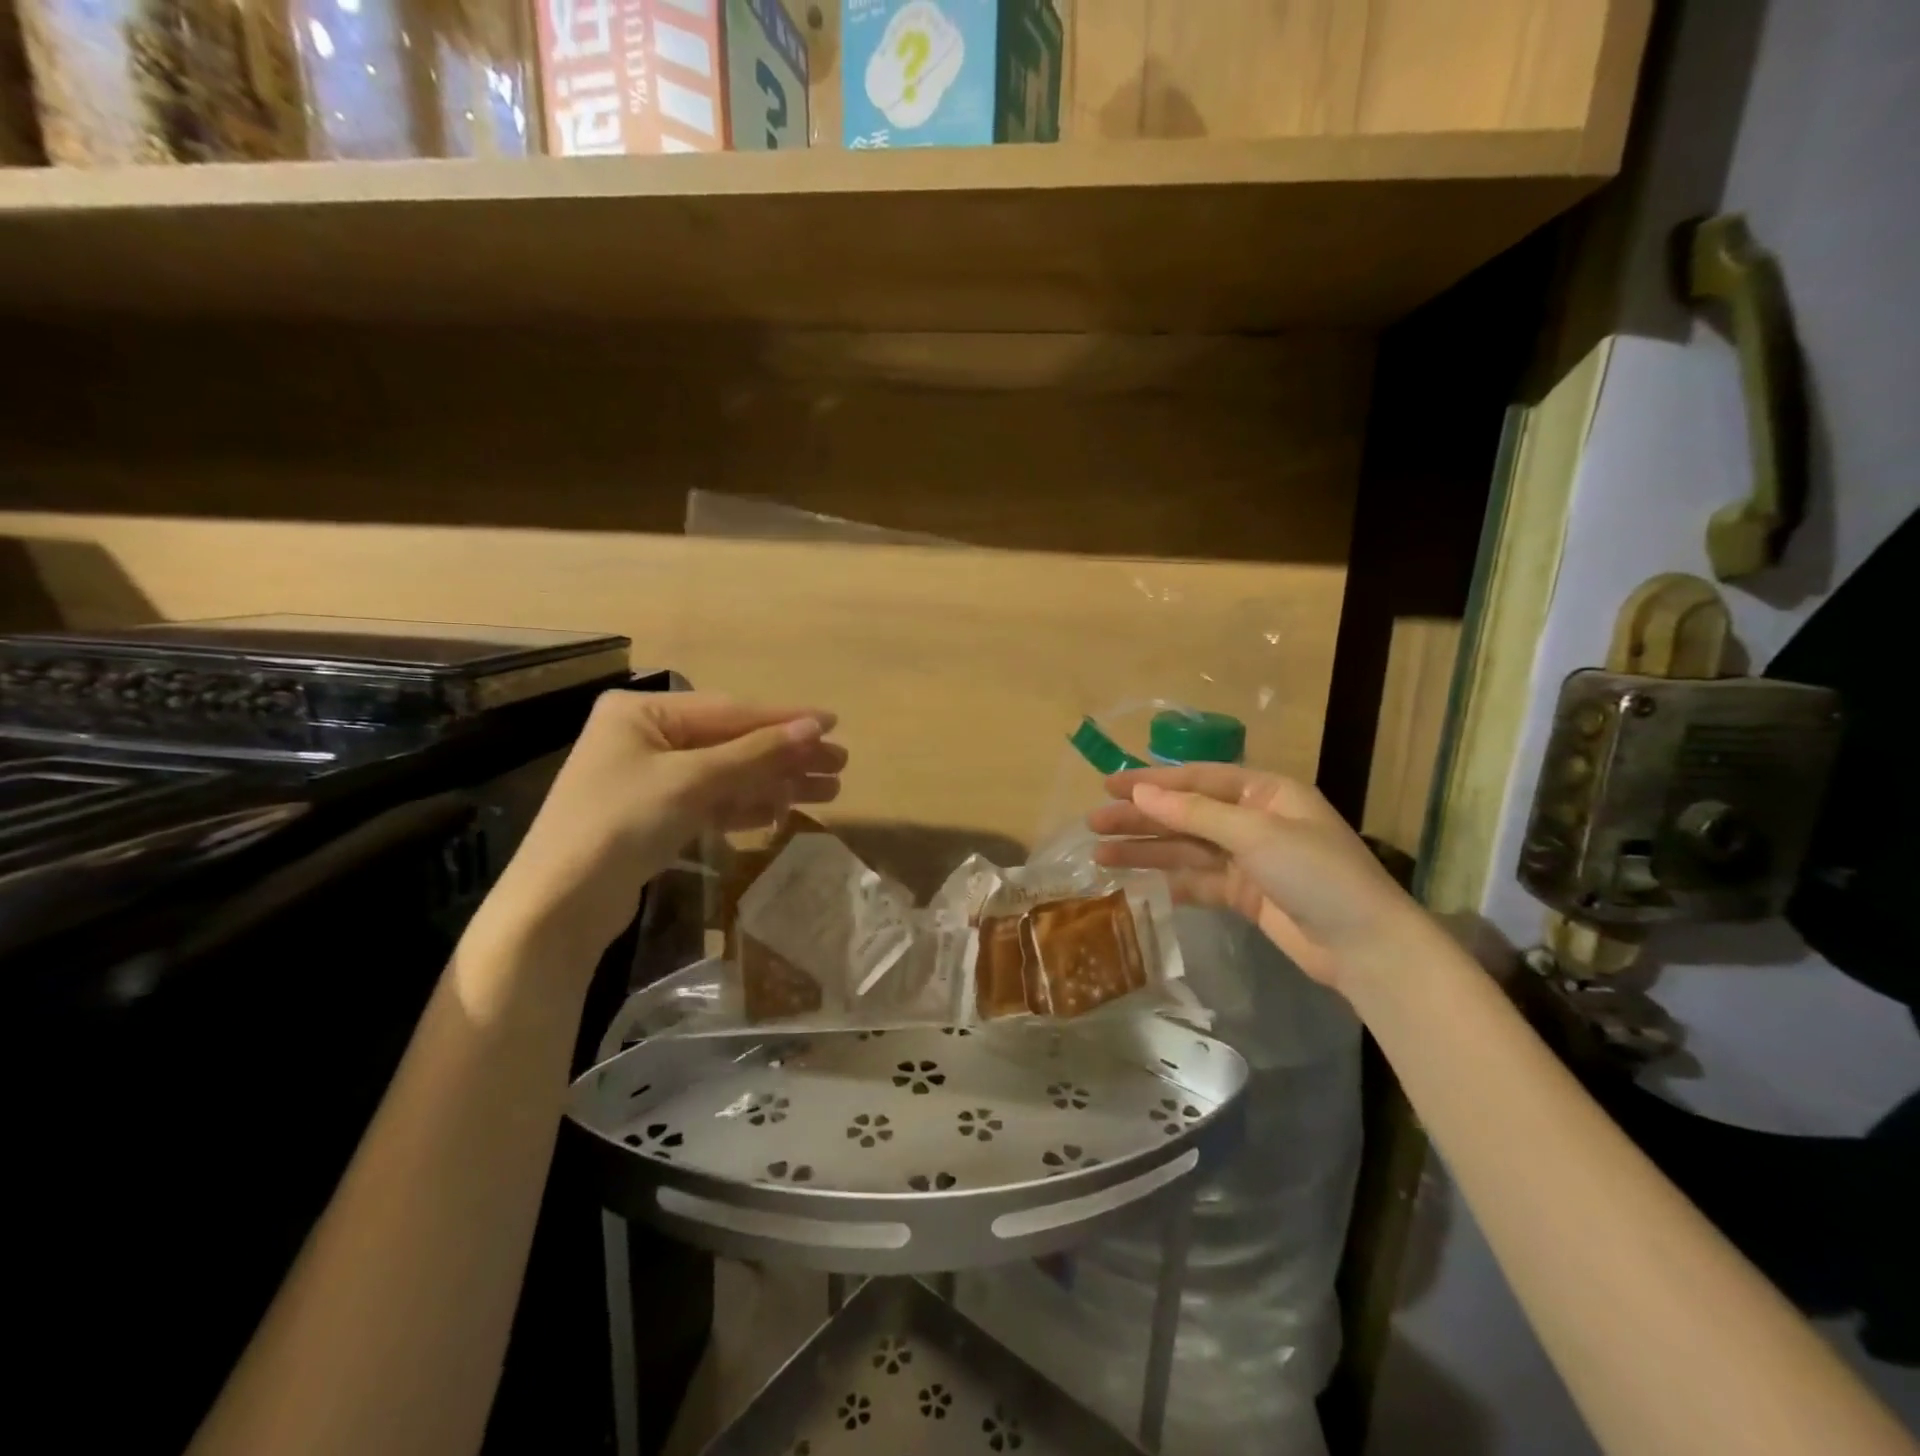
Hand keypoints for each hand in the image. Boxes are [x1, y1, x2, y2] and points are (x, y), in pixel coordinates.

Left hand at [486, 692, 844, 965]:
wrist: (558, 907)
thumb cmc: (620, 824)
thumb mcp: (692, 781)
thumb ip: (755, 753)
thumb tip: (816, 727)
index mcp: (644, 712)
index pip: (730, 711)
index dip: (785, 720)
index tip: (833, 724)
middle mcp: (646, 737)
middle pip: (732, 742)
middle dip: (786, 756)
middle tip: (840, 765)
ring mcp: (650, 778)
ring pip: (727, 774)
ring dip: (774, 783)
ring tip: (828, 792)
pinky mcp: (655, 816)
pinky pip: (712, 801)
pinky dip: (746, 806)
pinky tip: (781, 811)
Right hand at [1088, 765, 1428, 999]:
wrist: (1365, 947)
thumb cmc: (1316, 874)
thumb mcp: (1254, 834)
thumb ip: (1194, 814)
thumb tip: (1141, 793)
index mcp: (1264, 793)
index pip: (1197, 778)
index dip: (1152, 781)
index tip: (1108, 786)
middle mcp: (1254, 820)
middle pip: (1186, 813)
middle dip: (1141, 818)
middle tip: (1094, 823)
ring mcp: (1249, 860)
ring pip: (1186, 849)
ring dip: (1146, 850)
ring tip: (1099, 854)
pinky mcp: (1244, 895)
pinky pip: (1197, 880)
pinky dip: (1168, 880)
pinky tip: (1135, 882)